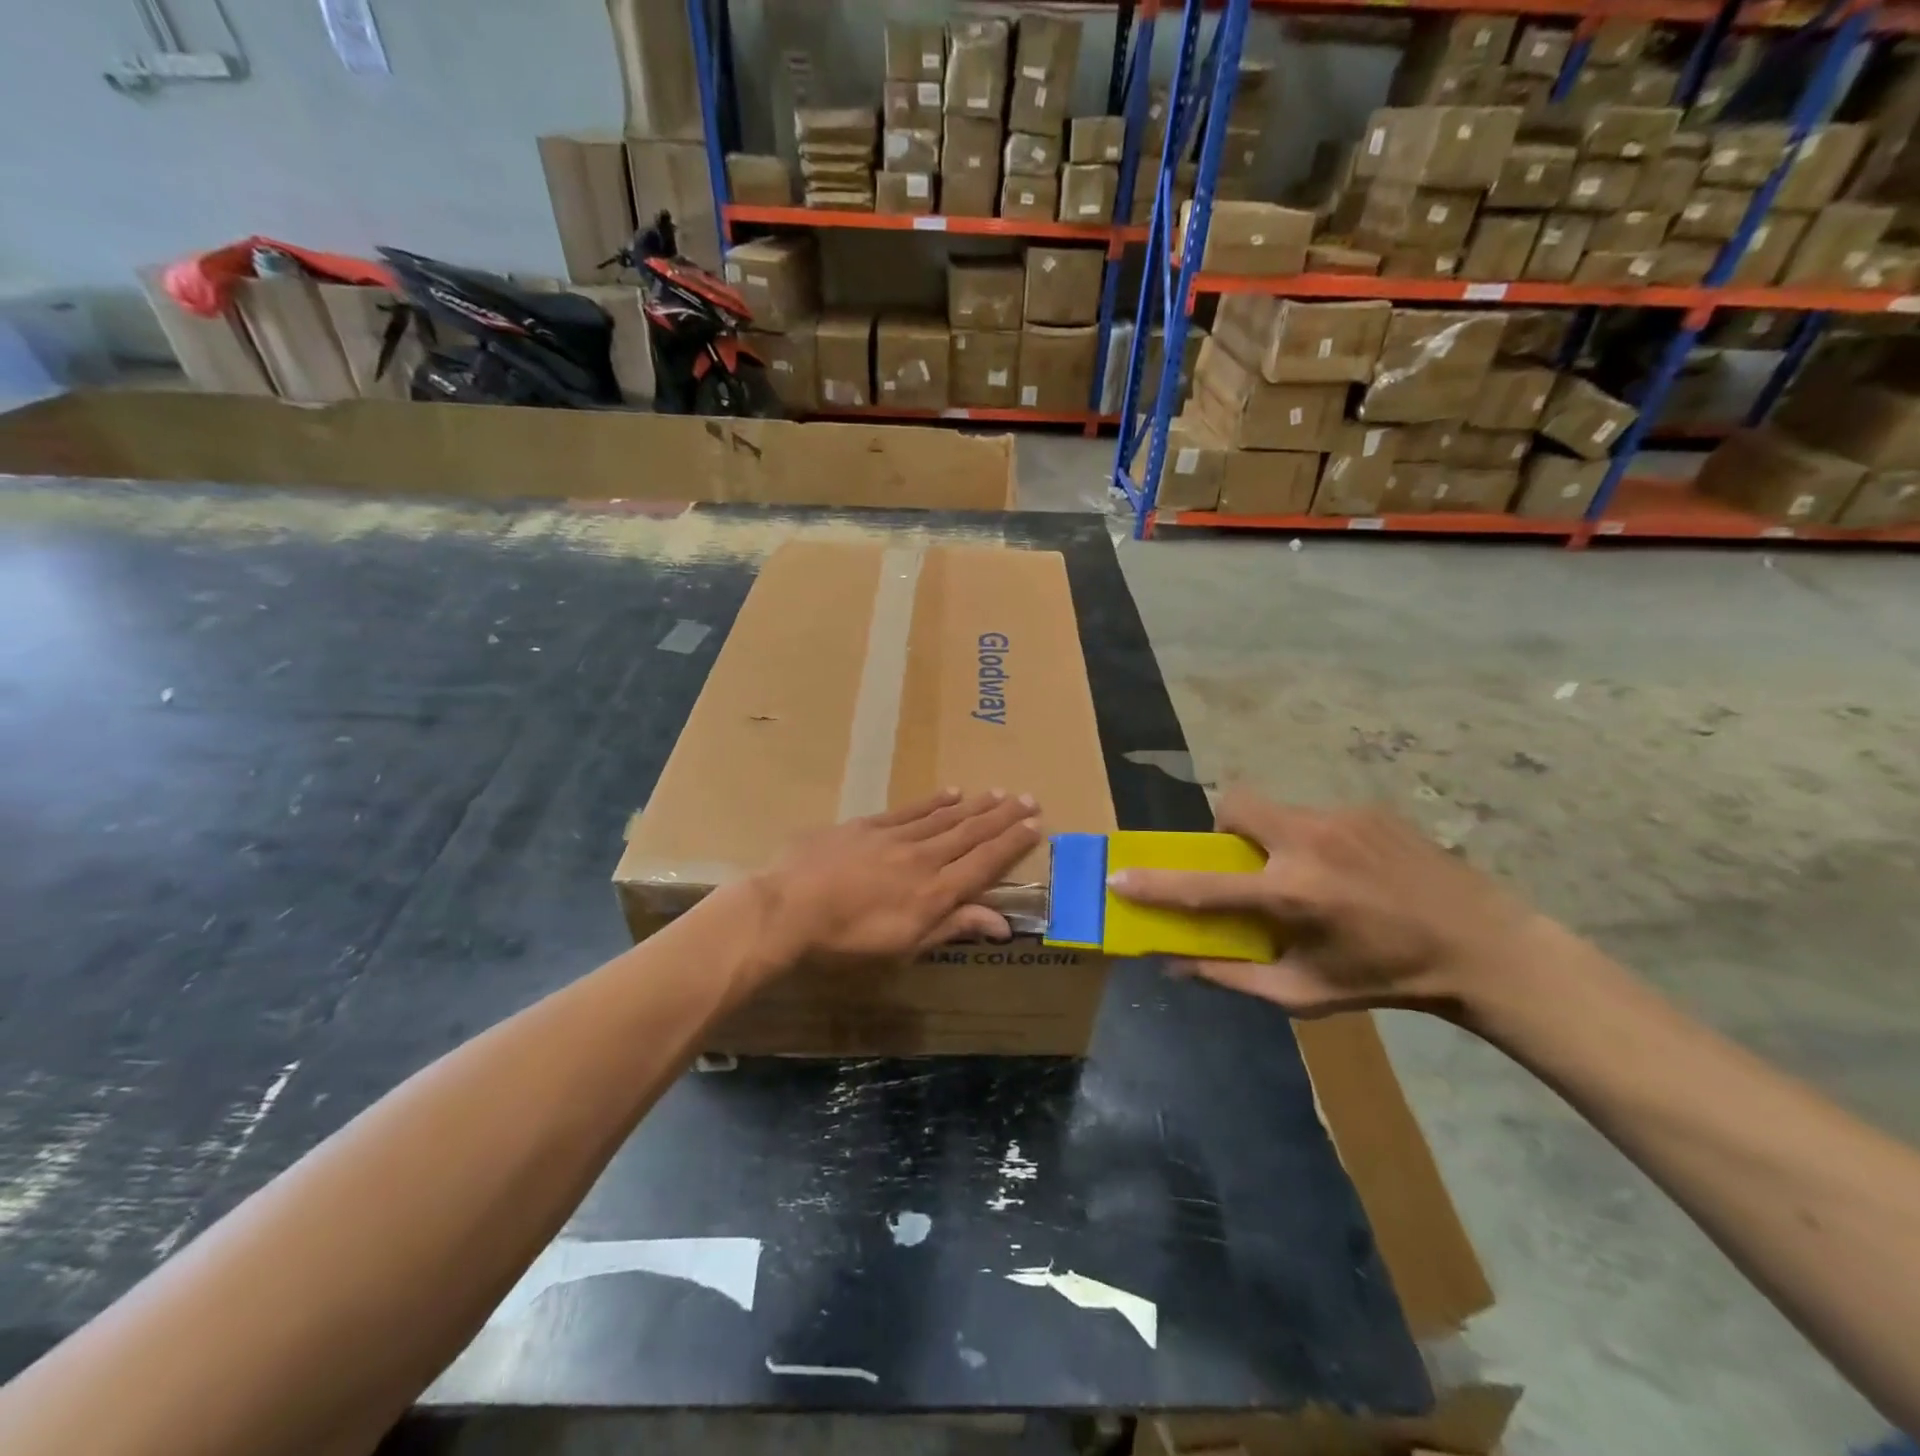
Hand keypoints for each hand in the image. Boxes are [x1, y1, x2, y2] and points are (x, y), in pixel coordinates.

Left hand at [752, 789, 1043, 968]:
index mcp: (935, 893)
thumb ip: (953, 928)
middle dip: (1002, 817)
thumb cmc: (846, 941)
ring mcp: (895, 838)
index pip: (984, 863)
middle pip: (971, 834)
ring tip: (999, 792)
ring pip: (945, 817)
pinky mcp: (868, 826)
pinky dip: (934, 801)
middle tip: (1029, 798)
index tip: (1035, 825)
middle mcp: (923, 859)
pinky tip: (951, 792)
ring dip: (975, 805)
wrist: (788, 908)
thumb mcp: (904, 947)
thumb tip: (1002, 923)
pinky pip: (910, 810)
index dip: (1012, 844)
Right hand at [1107, 791, 1544, 1024]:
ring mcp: (1340, 818)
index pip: (1203, 886)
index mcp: (1291, 896)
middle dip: (1222, 829)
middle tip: (1244, 864)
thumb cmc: (1386, 980)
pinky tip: (1349, 872)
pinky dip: (1311, 840)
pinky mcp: (1367, 809)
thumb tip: (1174, 964)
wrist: (1482, 946)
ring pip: (1276, 811)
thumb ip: (1233, 977)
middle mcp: (1308, 844)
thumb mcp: (1305, 993)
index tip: (1119, 878)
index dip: (1155, 884)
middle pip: (1234, 805)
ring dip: (1271, 839)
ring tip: (1309, 876)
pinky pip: (1314, 815)